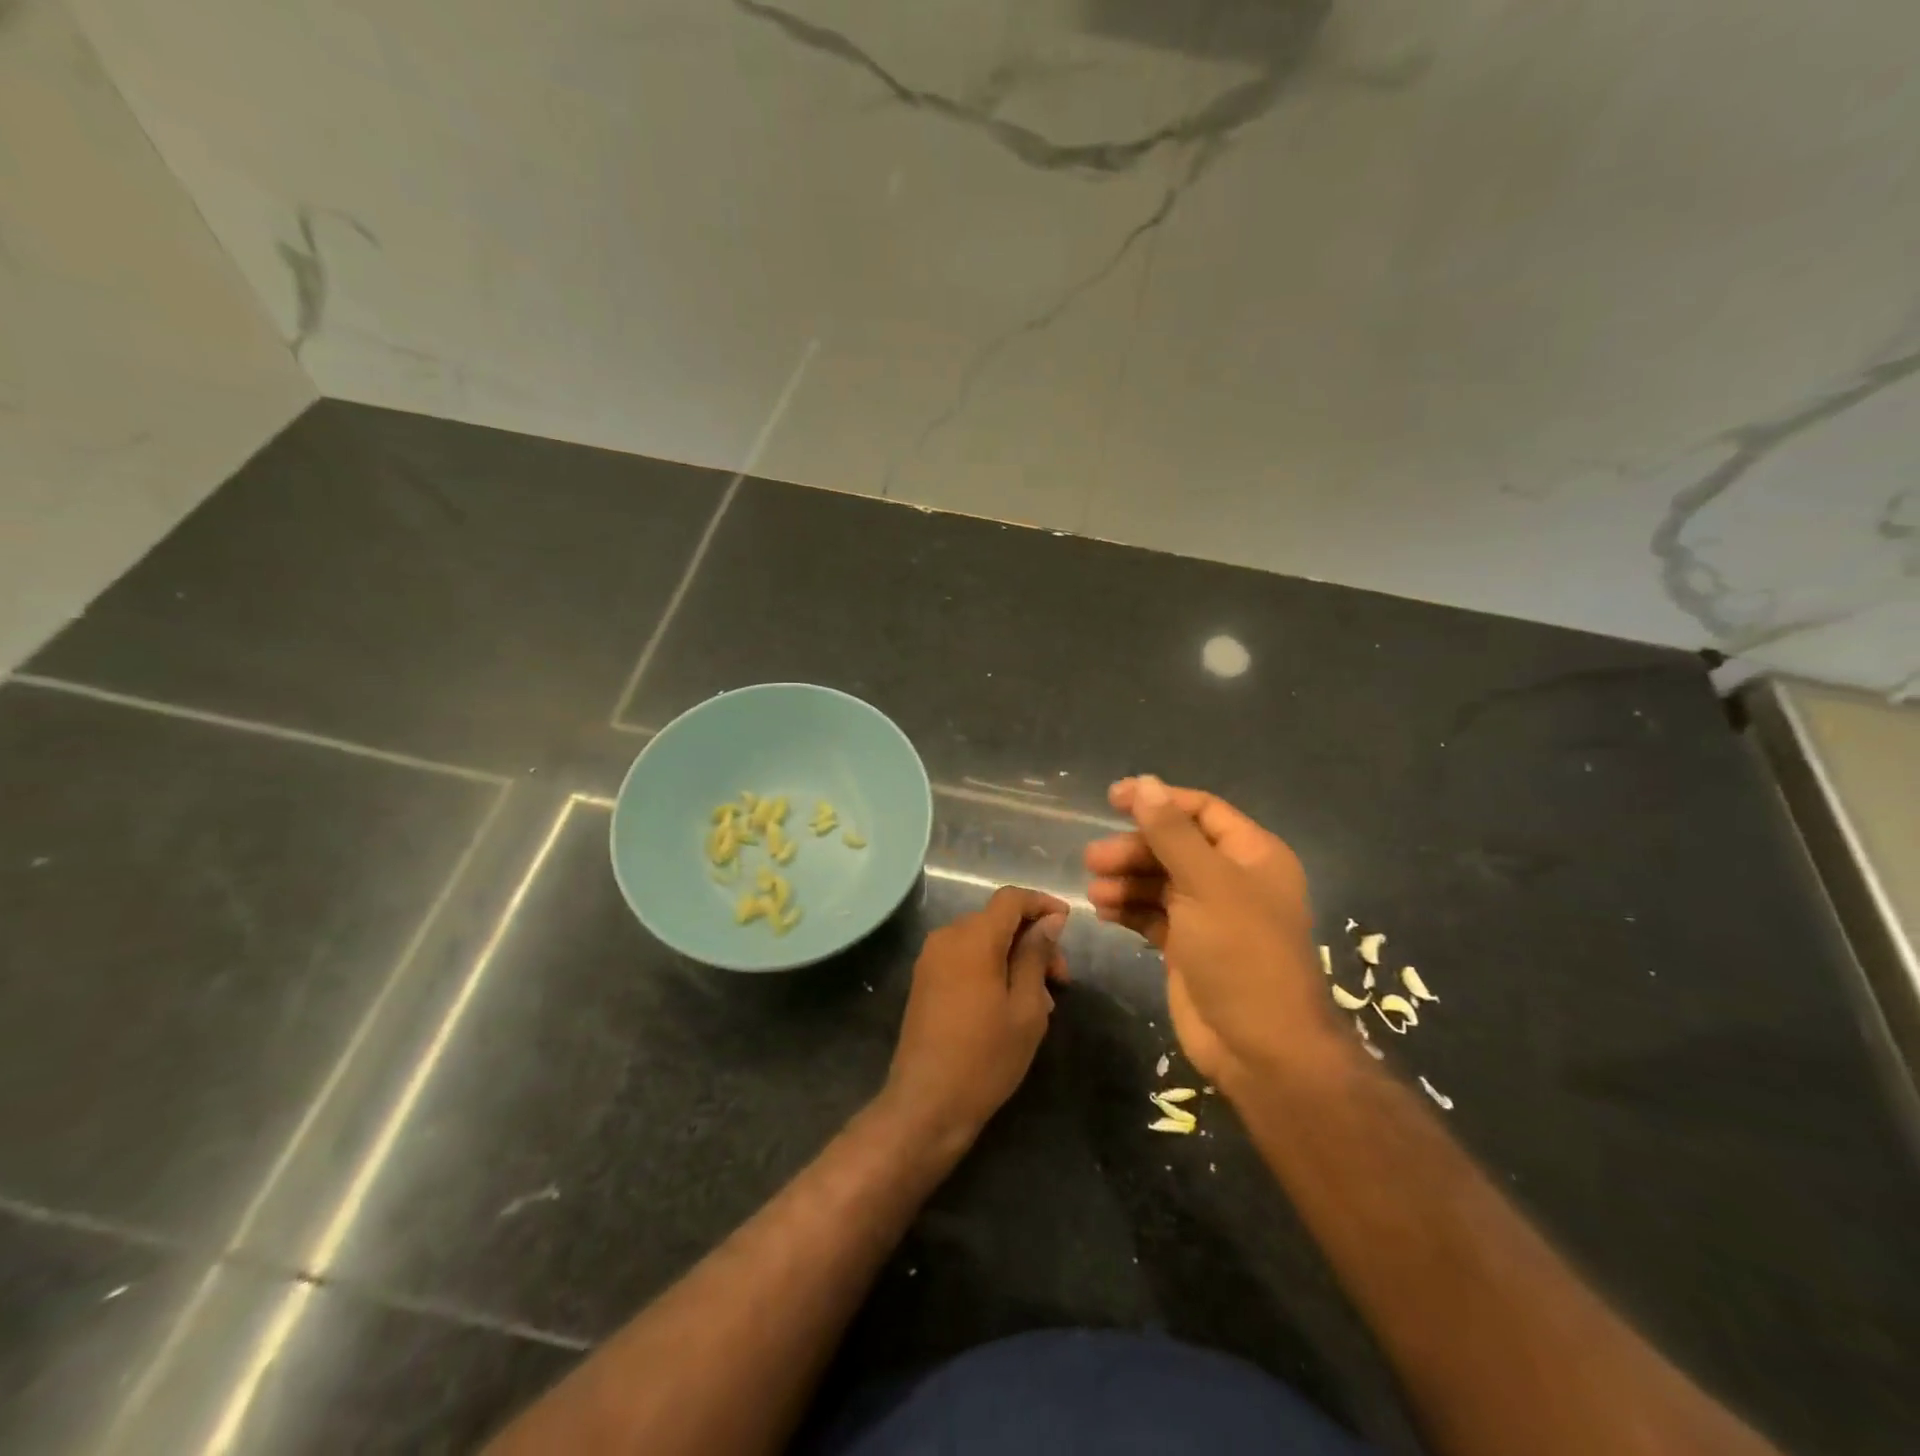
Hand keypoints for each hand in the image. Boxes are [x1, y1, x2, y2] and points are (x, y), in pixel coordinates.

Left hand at [881, 886, 1069, 1150]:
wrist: (926, 1104)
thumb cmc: (985, 1057)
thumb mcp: (1026, 1008)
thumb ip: (1036, 956)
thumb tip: (1050, 920)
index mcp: (973, 938)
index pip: (1011, 898)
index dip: (1042, 903)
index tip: (1069, 924)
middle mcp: (947, 937)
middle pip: (997, 919)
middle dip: (1032, 939)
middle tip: (1060, 980)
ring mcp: (931, 958)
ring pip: (982, 939)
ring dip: (1014, 956)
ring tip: (1040, 1000)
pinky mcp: (924, 980)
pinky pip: (964, 957)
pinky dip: (991, 967)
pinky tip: (1010, 1003)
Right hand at [1085, 776, 1346, 1091]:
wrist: (1261, 1048)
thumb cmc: (1241, 953)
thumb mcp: (1206, 884)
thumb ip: (1171, 833)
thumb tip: (1145, 783)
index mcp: (1251, 855)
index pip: (1200, 811)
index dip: (1158, 801)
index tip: (1113, 799)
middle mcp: (1232, 879)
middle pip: (1174, 847)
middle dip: (1134, 849)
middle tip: (1094, 859)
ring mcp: (1209, 915)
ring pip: (1159, 882)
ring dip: (1126, 881)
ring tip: (1095, 891)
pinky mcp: (1188, 947)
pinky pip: (1153, 915)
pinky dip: (1129, 910)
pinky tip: (1103, 912)